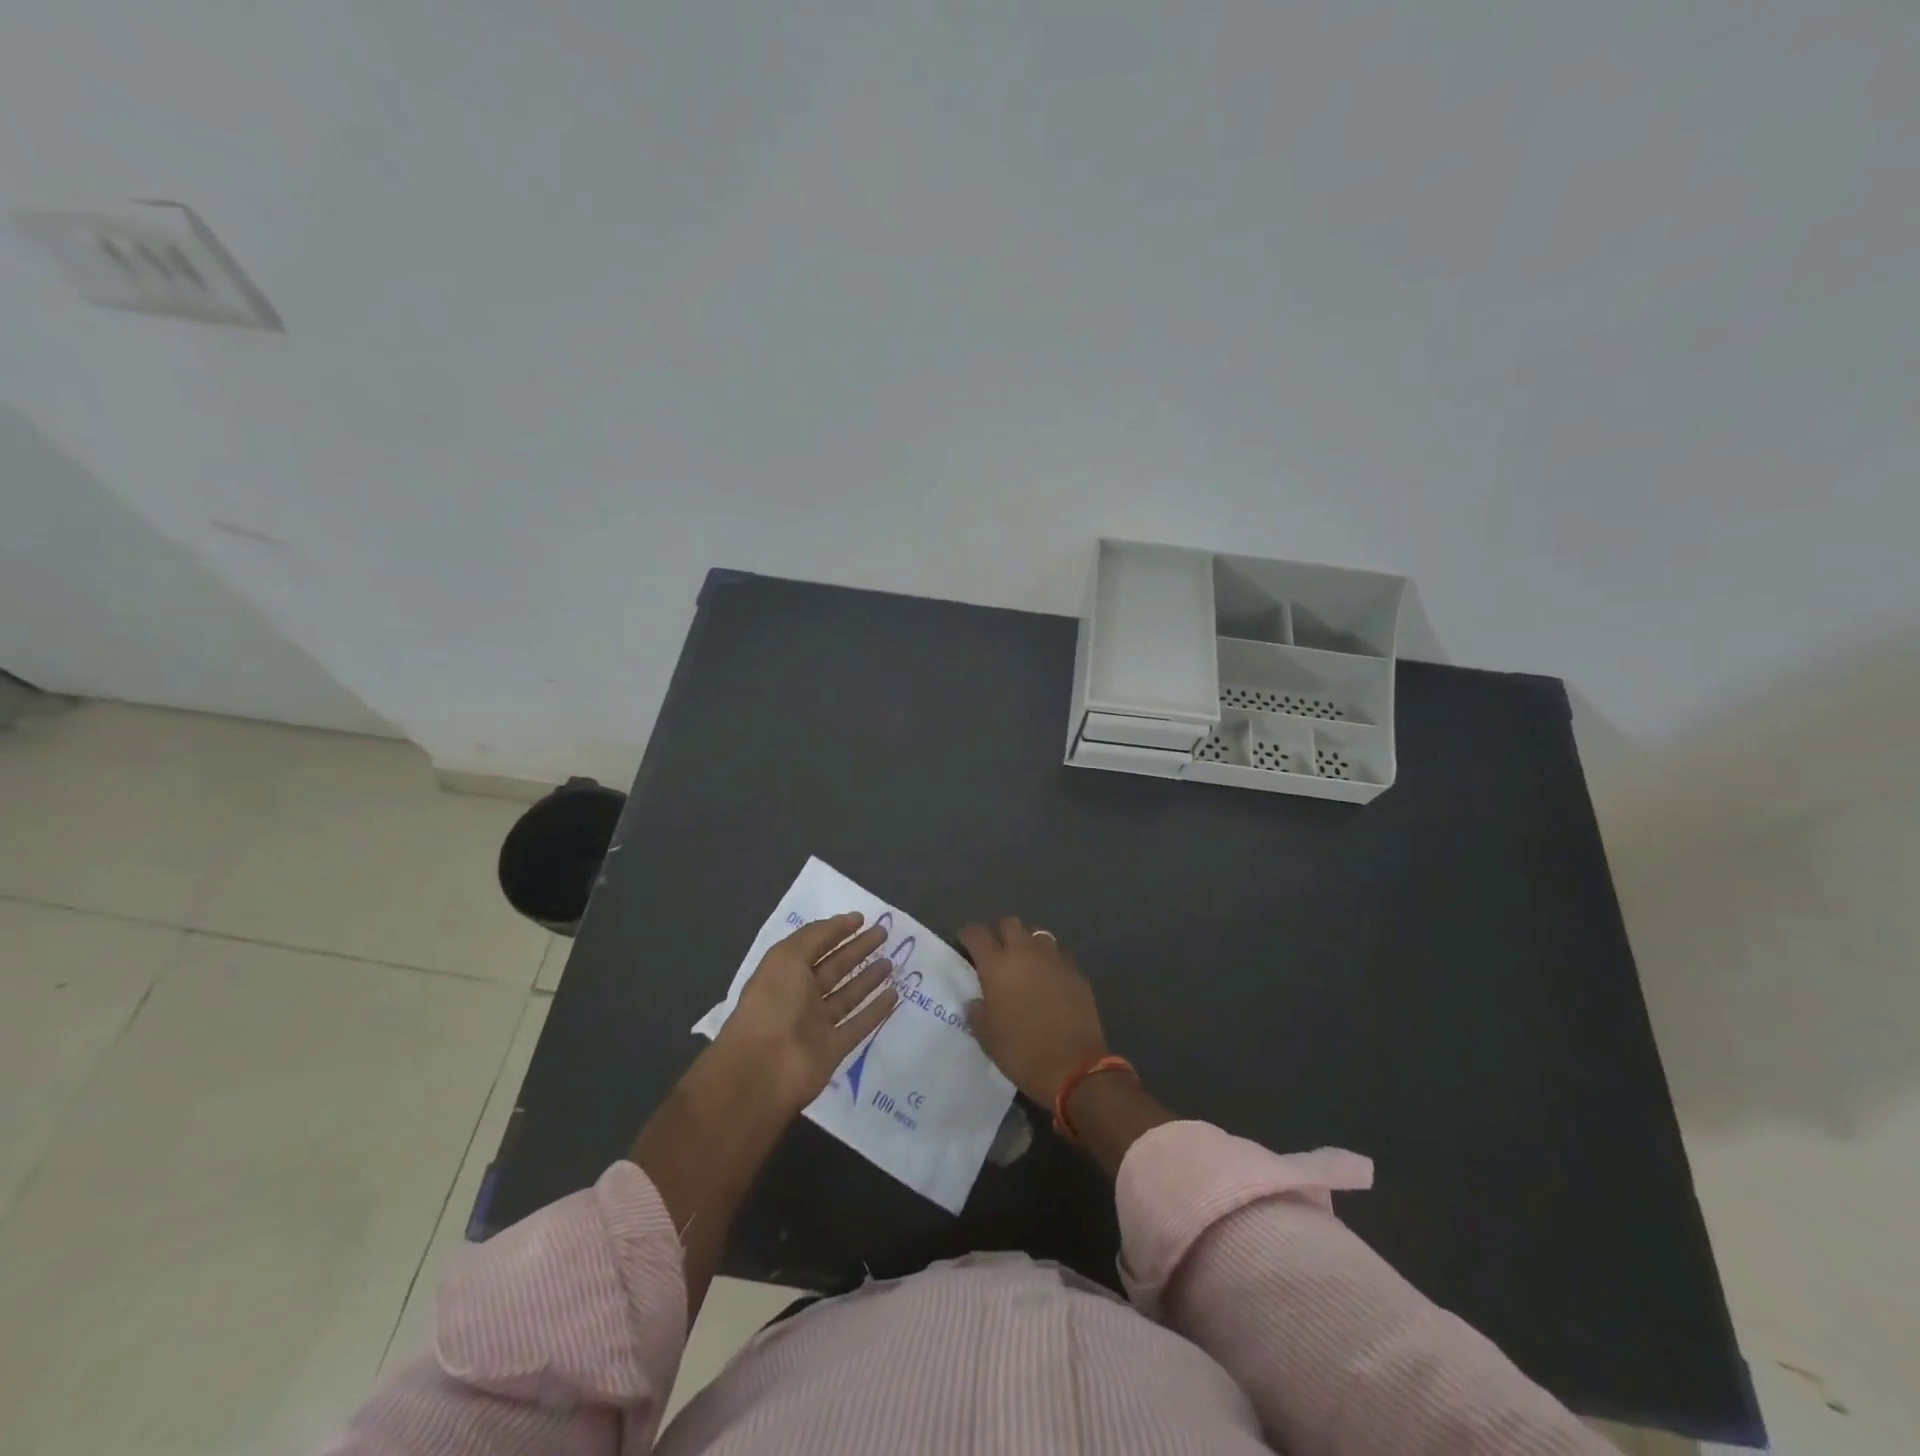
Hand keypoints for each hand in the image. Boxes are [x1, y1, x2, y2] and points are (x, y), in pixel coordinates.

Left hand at [719, 912, 899, 1110]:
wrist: (763, 1070)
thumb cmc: (772, 1005)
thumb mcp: (787, 957)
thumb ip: (816, 936)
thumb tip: (845, 920)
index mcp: (784, 973)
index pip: (814, 946)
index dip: (836, 931)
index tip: (862, 918)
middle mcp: (799, 996)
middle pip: (833, 968)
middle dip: (857, 950)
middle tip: (884, 934)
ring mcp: (816, 1025)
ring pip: (847, 996)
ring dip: (868, 978)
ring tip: (891, 961)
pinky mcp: (832, 1049)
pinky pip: (857, 1025)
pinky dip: (875, 1011)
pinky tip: (893, 995)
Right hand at [960, 917, 1107, 1104]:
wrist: (1074, 1068)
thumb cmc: (1022, 1053)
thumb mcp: (987, 1038)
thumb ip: (977, 1013)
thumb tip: (976, 1002)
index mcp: (997, 966)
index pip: (976, 933)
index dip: (967, 935)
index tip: (964, 944)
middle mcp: (1025, 953)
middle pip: (1009, 923)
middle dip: (999, 933)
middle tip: (996, 954)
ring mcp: (1054, 959)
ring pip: (1037, 935)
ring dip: (1027, 944)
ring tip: (1024, 964)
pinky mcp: (1076, 971)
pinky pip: (1059, 954)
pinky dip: (1050, 961)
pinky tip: (1049, 980)